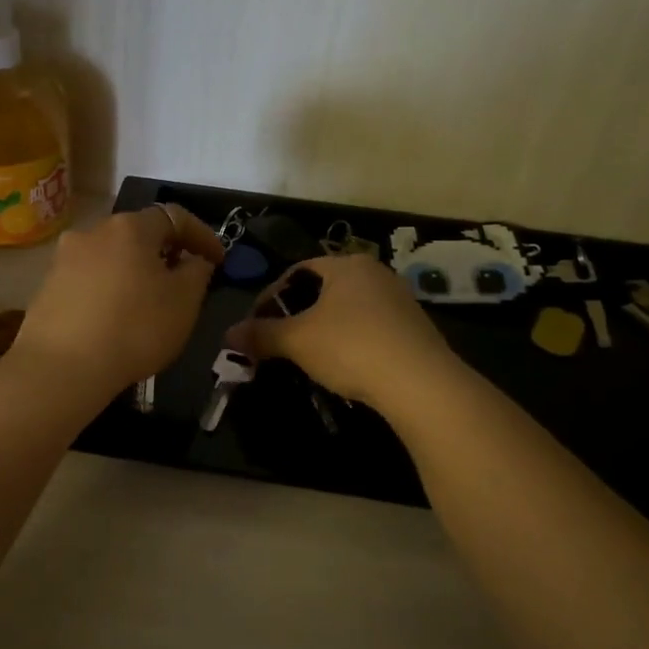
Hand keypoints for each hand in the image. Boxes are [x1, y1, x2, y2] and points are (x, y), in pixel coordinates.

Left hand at [11, 204, 224, 398]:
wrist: (61, 368)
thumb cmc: (134, 328)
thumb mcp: (184, 303)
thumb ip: (197, 273)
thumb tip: (194, 260)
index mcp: (130, 227)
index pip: (175, 217)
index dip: (202, 236)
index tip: (219, 260)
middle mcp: (93, 232)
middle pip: (138, 234)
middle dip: (164, 253)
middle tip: (183, 281)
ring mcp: (64, 259)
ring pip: (111, 257)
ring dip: (133, 272)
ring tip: (147, 302)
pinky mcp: (46, 288)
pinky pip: (89, 281)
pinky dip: (108, 291)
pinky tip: (115, 319)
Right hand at [225, 254, 454, 410]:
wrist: (420, 383)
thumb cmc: (351, 347)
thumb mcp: (297, 341)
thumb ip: (261, 334)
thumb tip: (228, 334)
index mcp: (347, 265)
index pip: (297, 271)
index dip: (270, 296)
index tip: (256, 323)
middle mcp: (376, 273)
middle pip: (324, 289)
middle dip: (297, 314)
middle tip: (278, 340)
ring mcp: (400, 300)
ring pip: (348, 310)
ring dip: (324, 329)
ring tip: (307, 356)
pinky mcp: (415, 329)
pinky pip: (371, 328)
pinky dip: (350, 341)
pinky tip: (344, 365)